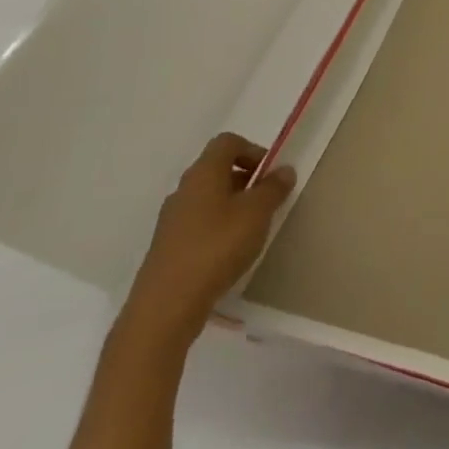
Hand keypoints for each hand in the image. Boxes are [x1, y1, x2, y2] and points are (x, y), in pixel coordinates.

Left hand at [118, 134, 295, 353]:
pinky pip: (199, 223)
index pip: (227, 142)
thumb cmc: (217, 247)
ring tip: (253, 228)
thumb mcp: (257, 213)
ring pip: (208, 198)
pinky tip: (231, 251)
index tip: (271, 174)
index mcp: (203, 174)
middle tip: (268, 201)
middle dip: (246, 179)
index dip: (253, 150)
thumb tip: (283, 170)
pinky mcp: (168, 246)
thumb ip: (273, 188)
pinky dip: (219, 227)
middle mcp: (183, 190)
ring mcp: (172, 220)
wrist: (166, 306)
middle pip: (217, 169)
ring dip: (233, 204)